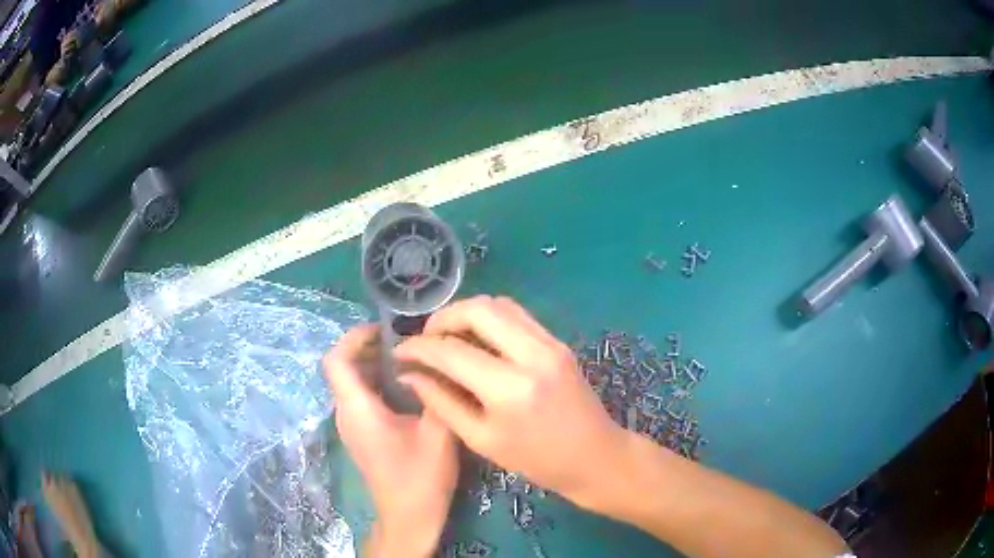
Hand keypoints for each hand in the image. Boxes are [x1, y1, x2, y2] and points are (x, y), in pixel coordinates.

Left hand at [324, 325, 458, 557]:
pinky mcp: (362, 434)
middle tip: (407, 341)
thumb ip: (437, 393)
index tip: (385, 330)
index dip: (354, 337)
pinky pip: (362, 397)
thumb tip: (439, 360)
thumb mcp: (438, 433)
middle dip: (369, 347)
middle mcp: (346, 413)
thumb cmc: (420, 477)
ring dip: (375, 365)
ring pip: (353, 383)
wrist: (409, 515)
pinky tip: (410, 387)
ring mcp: (352, 425)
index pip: (336, 360)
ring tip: (412, 359)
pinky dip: (379, 383)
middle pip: (343, 368)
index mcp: (357, 409)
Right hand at [394, 296, 627, 506]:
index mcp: (510, 389)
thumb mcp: (481, 440)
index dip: (418, 348)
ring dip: (466, 313)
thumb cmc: (536, 460)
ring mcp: (550, 343)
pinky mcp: (558, 341)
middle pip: (477, 309)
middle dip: (442, 318)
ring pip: (498, 304)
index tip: (399, 353)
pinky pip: (517, 315)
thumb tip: (409, 374)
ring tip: (448, 337)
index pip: (451, 351)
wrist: (595, 456)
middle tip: (426, 340)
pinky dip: (490, 319)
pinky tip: (478, 340)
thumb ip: (441, 402)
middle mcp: (532, 355)